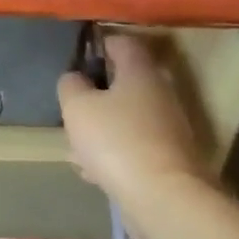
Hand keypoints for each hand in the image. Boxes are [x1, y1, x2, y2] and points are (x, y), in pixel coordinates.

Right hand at [57, 33, 207, 203]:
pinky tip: (93, 171)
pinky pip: (132, 146)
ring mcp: (168, 127)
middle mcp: (160, 93)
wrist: (163, 196)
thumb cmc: (115, 140)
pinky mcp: (168, 157)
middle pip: (123, 84)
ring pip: (124, 118)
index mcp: (141, 72)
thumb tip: (76, 78)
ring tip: (75, 149)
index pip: (123, 42)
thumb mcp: (77, 106)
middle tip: (72, 108)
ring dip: (100, 128)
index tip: (79, 56)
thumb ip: (71, 85)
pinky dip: (113, 154)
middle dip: (95, 95)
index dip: (100, 44)